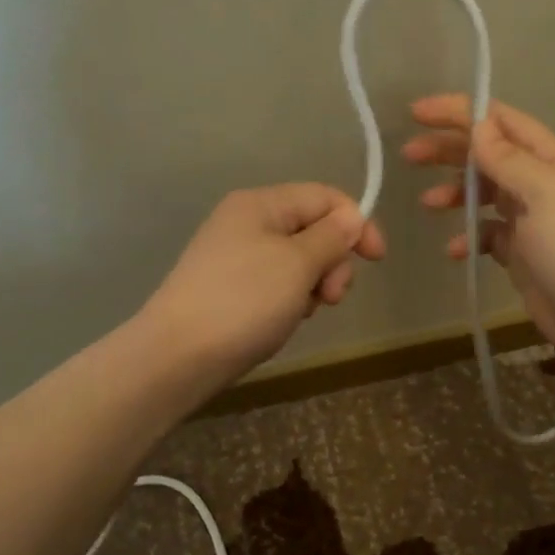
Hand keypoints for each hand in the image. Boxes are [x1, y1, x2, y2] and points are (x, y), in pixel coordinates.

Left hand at [142, 184, 385, 384]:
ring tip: (303, 312)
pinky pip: (277, 284)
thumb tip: (352, 217)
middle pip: (312, 229)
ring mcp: (236, 257)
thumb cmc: (243, 301)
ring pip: (298, 261)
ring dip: (313, 285)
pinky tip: (283, 321)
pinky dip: (290, 300)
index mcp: (260, 204)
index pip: (324, 197)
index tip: (376, 260)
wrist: (178, 356)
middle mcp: (246, 222)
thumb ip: (331, 237)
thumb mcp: (297, 264)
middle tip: (331, 297)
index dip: (356, 223)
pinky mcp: (231, 288)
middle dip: (332, 261)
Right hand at [403, 94, 554, 371]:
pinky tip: (455, 251)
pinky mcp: (524, 255)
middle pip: (489, 155)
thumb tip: (478, 126)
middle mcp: (543, 184)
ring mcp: (533, 221)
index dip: (460, 112)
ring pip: (485, 194)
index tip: (417, 113)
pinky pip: (489, 235)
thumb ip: (509, 160)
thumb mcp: (546, 194)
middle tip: (410, 155)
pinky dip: (469, 237)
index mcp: (554, 160)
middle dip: (449, 151)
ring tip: (428, 204)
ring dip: (455, 193)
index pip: (502, 122)